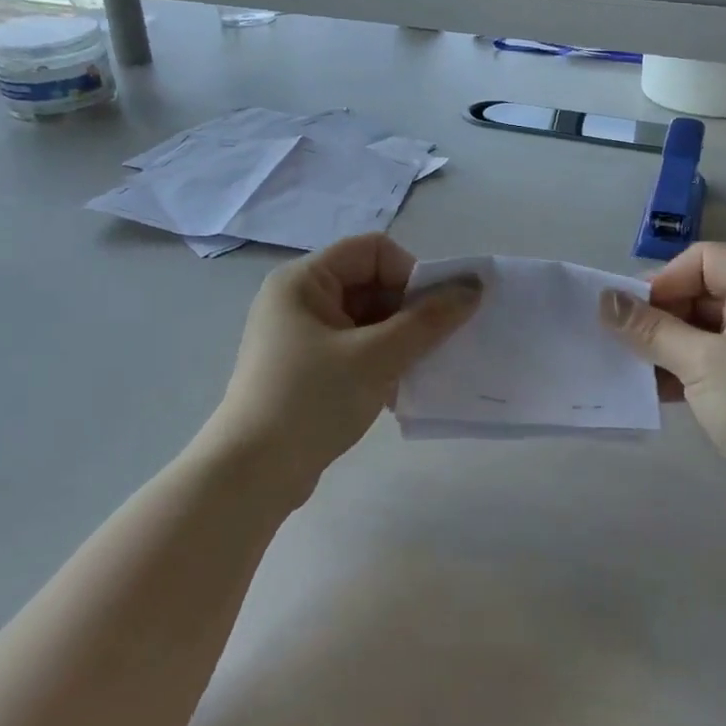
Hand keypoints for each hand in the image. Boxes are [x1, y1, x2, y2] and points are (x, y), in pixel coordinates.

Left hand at [206, 234, 481, 495]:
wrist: (252, 474)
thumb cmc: (312, 400)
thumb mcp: (377, 356)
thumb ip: (428, 320)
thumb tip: (473, 288)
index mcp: (304, 280)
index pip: (373, 251)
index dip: (410, 273)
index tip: (433, 314)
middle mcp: (298, 298)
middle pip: (370, 284)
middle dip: (408, 311)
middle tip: (435, 345)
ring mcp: (299, 336)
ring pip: (366, 320)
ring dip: (398, 340)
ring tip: (419, 371)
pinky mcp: (304, 369)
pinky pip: (354, 349)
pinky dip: (380, 362)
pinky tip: (397, 392)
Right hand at [599, 243, 725, 528]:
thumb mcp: (702, 364)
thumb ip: (650, 329)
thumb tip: (604, 299)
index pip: (705, 260)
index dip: (665, 280)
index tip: (632, 314)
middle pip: (701, 293)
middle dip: (659, 315)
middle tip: (620, 341)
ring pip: (702, 331)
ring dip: (665, 346)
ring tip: (628, 366)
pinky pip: (712, 361)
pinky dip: (683, 370)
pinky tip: (652, 389)